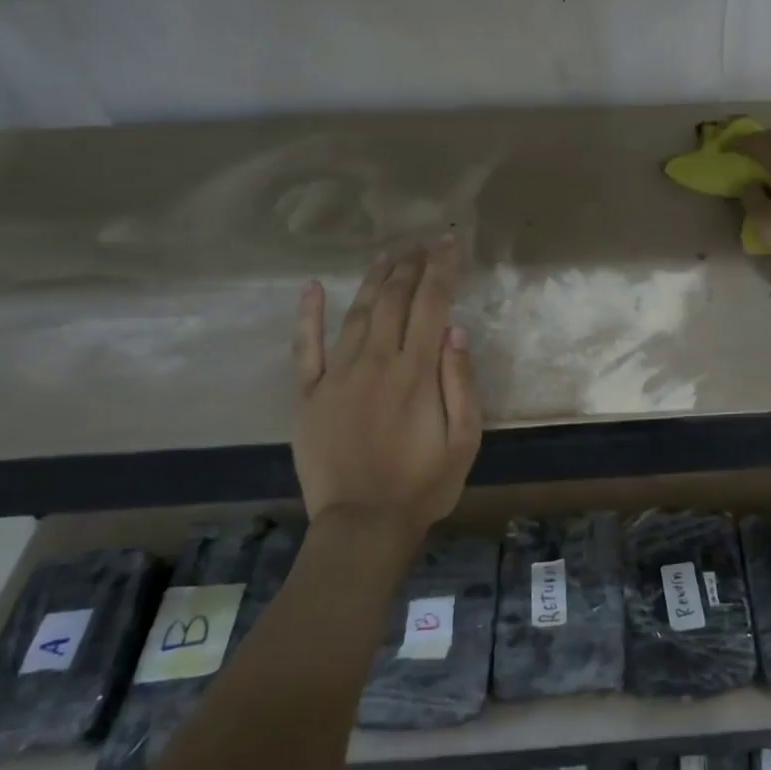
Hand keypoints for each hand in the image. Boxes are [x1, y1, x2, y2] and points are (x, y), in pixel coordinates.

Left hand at [292, 240, 482, 541]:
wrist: (362, 525)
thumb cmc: (424, 485)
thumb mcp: (464, 439)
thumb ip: (461, 382)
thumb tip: (455, 330)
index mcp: (416, 372)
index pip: (432, 305)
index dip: (441, 270)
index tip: (450, 245)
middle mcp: (376, 362)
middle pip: (394, 300)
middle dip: (410, 266)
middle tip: (422, 244)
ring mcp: (337, 376)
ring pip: (357, 313)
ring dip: (374, 280)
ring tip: (388, 255)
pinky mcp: (309, 395)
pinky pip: (306, 347)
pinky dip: (308, 315)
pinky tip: (312, 287)